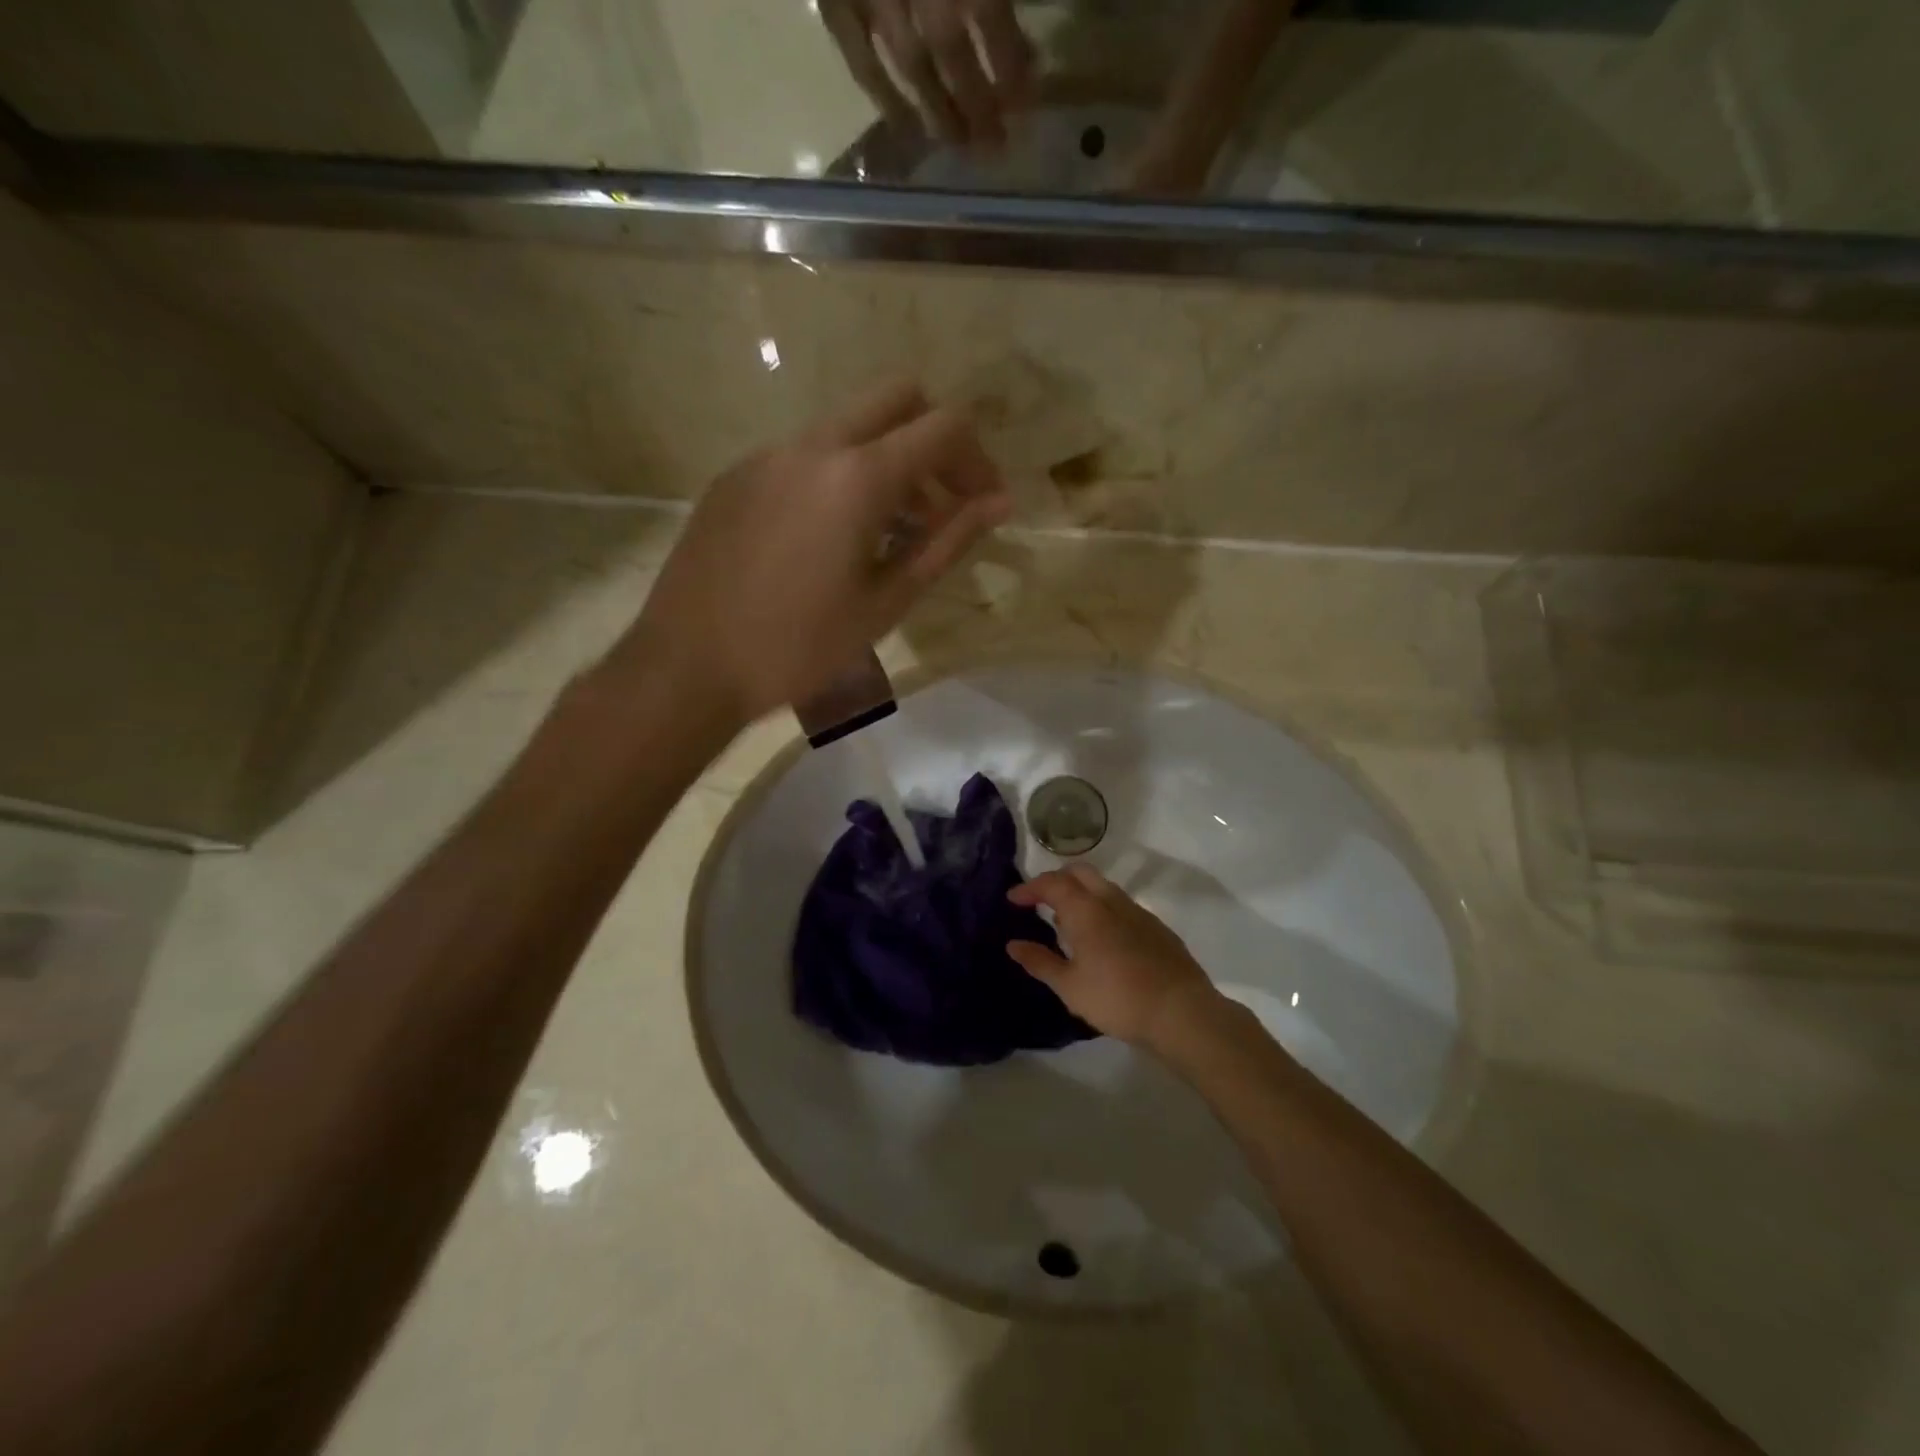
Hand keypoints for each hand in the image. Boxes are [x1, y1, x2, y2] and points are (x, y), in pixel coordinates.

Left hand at [623, 382, 1010, 724]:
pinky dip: (839, 477)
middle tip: (942, 505)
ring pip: (847, 426)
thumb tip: (998, 504)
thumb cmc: (799, 647)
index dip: (979, 460)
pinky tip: (830, 541)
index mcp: (857, 476)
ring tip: (891, 533)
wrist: (688, 666)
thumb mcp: (886, 603)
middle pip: (896, 399)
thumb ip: (947, 543)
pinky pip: (803, 455)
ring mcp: (766, 455)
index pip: (944, 427)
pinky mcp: (735, 477)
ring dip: (886, 461)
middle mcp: (812, 445)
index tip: (985, 506)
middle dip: (934, 441)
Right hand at [819, 0, 1034, 146]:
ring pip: (911, 67)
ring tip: (960, 146)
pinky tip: (907, 129)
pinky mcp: (835, 3)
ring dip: (938, 113)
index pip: (988, 11)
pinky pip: (861, 63)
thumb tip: (1010, 13)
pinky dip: (885, 100)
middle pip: (950, 49)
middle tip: (995, 144)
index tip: (1027, 97)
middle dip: (977, 101)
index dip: (1009, 59)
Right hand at [1007, 865, 1222, 1050]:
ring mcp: (1138, 912)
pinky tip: (1101, 939)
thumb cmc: (1117, 999)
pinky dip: (1102, 908)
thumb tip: (1013, 945)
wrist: (1181, 1012)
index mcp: (1086, 910)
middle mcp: (1112, 901)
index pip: (1052, 883)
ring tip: (1067, 921)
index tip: (1013, 900)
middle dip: (1056, 880)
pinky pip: (1121, 905)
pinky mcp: (1156, 927)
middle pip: (1080, 873)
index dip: (1029, 888)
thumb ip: (1040, 962)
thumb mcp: (1070, 987)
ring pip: (1103, 887)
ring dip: (1080, 893)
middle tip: (1040, 901)